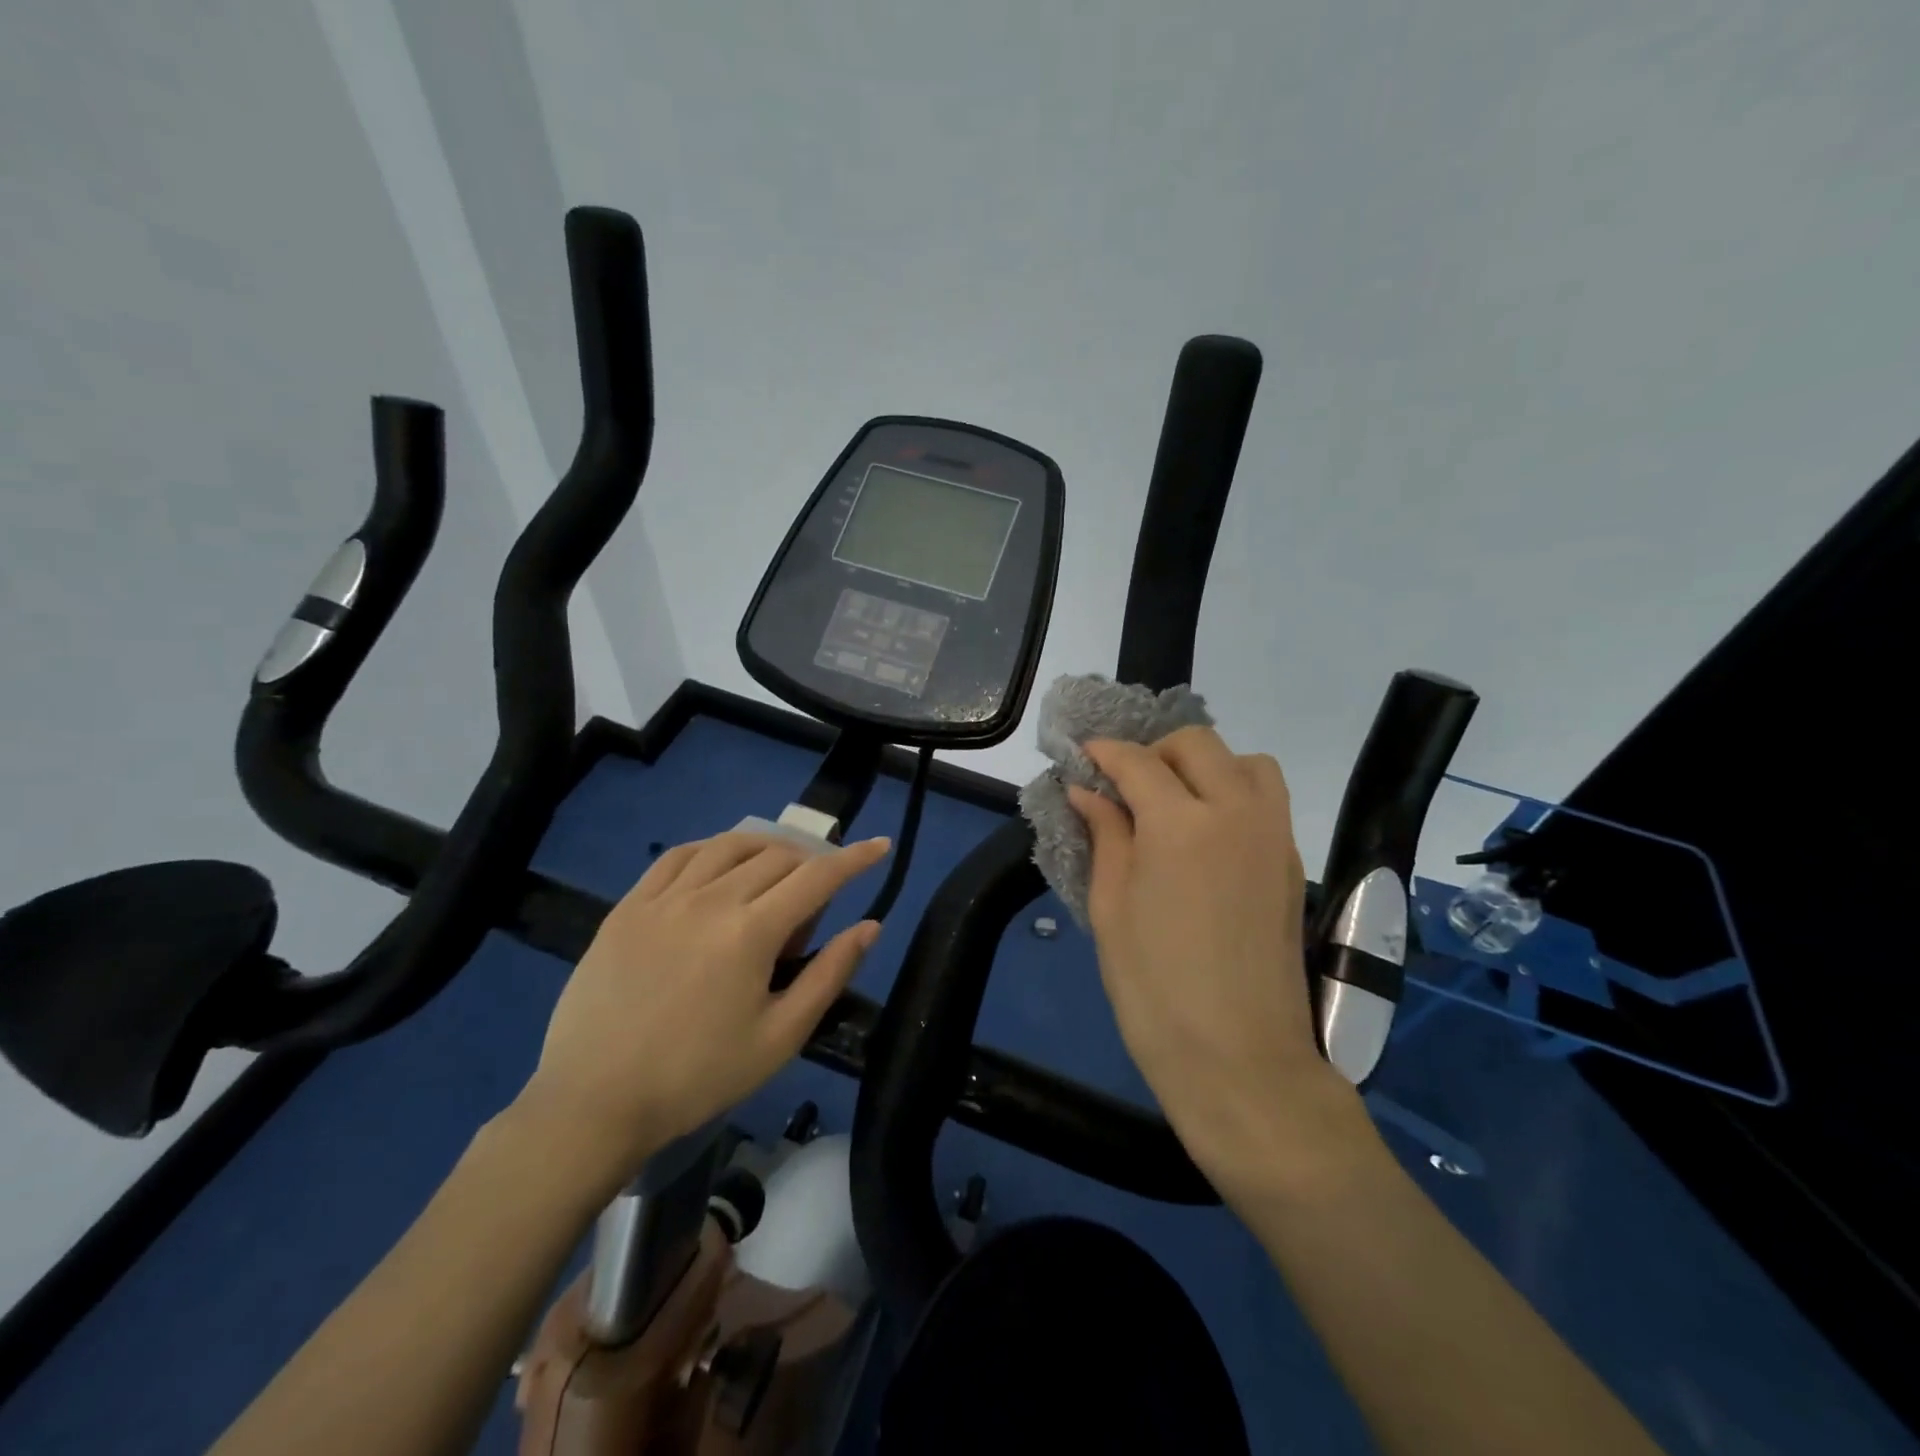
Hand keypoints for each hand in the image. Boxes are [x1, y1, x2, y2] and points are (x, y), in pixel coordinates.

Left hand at [513, 831, 890, 1186]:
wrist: (594, 1102)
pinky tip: (719, 865)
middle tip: (813, 906)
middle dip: (811, 865)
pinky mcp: (629, 906)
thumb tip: (869, 926)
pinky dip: (713, 849)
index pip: (818, 877)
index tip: (880, 845)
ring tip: (777, 871)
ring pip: (730, 845)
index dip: (855, 858)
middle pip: (778, 857)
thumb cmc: (698, 1077)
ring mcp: (664, 897)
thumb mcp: (779, 1037)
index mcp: (751, 932)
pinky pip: (680, 855)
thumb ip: (829, 974)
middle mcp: (711, 898)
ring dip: (767, 848)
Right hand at [1072, 728, 1362, 1196]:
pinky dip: (1233, 791)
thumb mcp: (1110, 909)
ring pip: (1245, 762)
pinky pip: (1265, 799)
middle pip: (1197, 745)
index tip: (1082, 757)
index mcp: (1181, 825)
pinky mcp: (1292, 863)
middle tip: (1124, 784)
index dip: (1104, 753)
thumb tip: (1086, 791)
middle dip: (1154, 751)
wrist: (1241, 1060)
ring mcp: (1273, 836)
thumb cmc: (1155, 990)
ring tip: (1172, 800)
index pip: (1138, 762)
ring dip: (1204, 764)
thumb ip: (1105, 836)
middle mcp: (1236, 813)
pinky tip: (1205, 832)